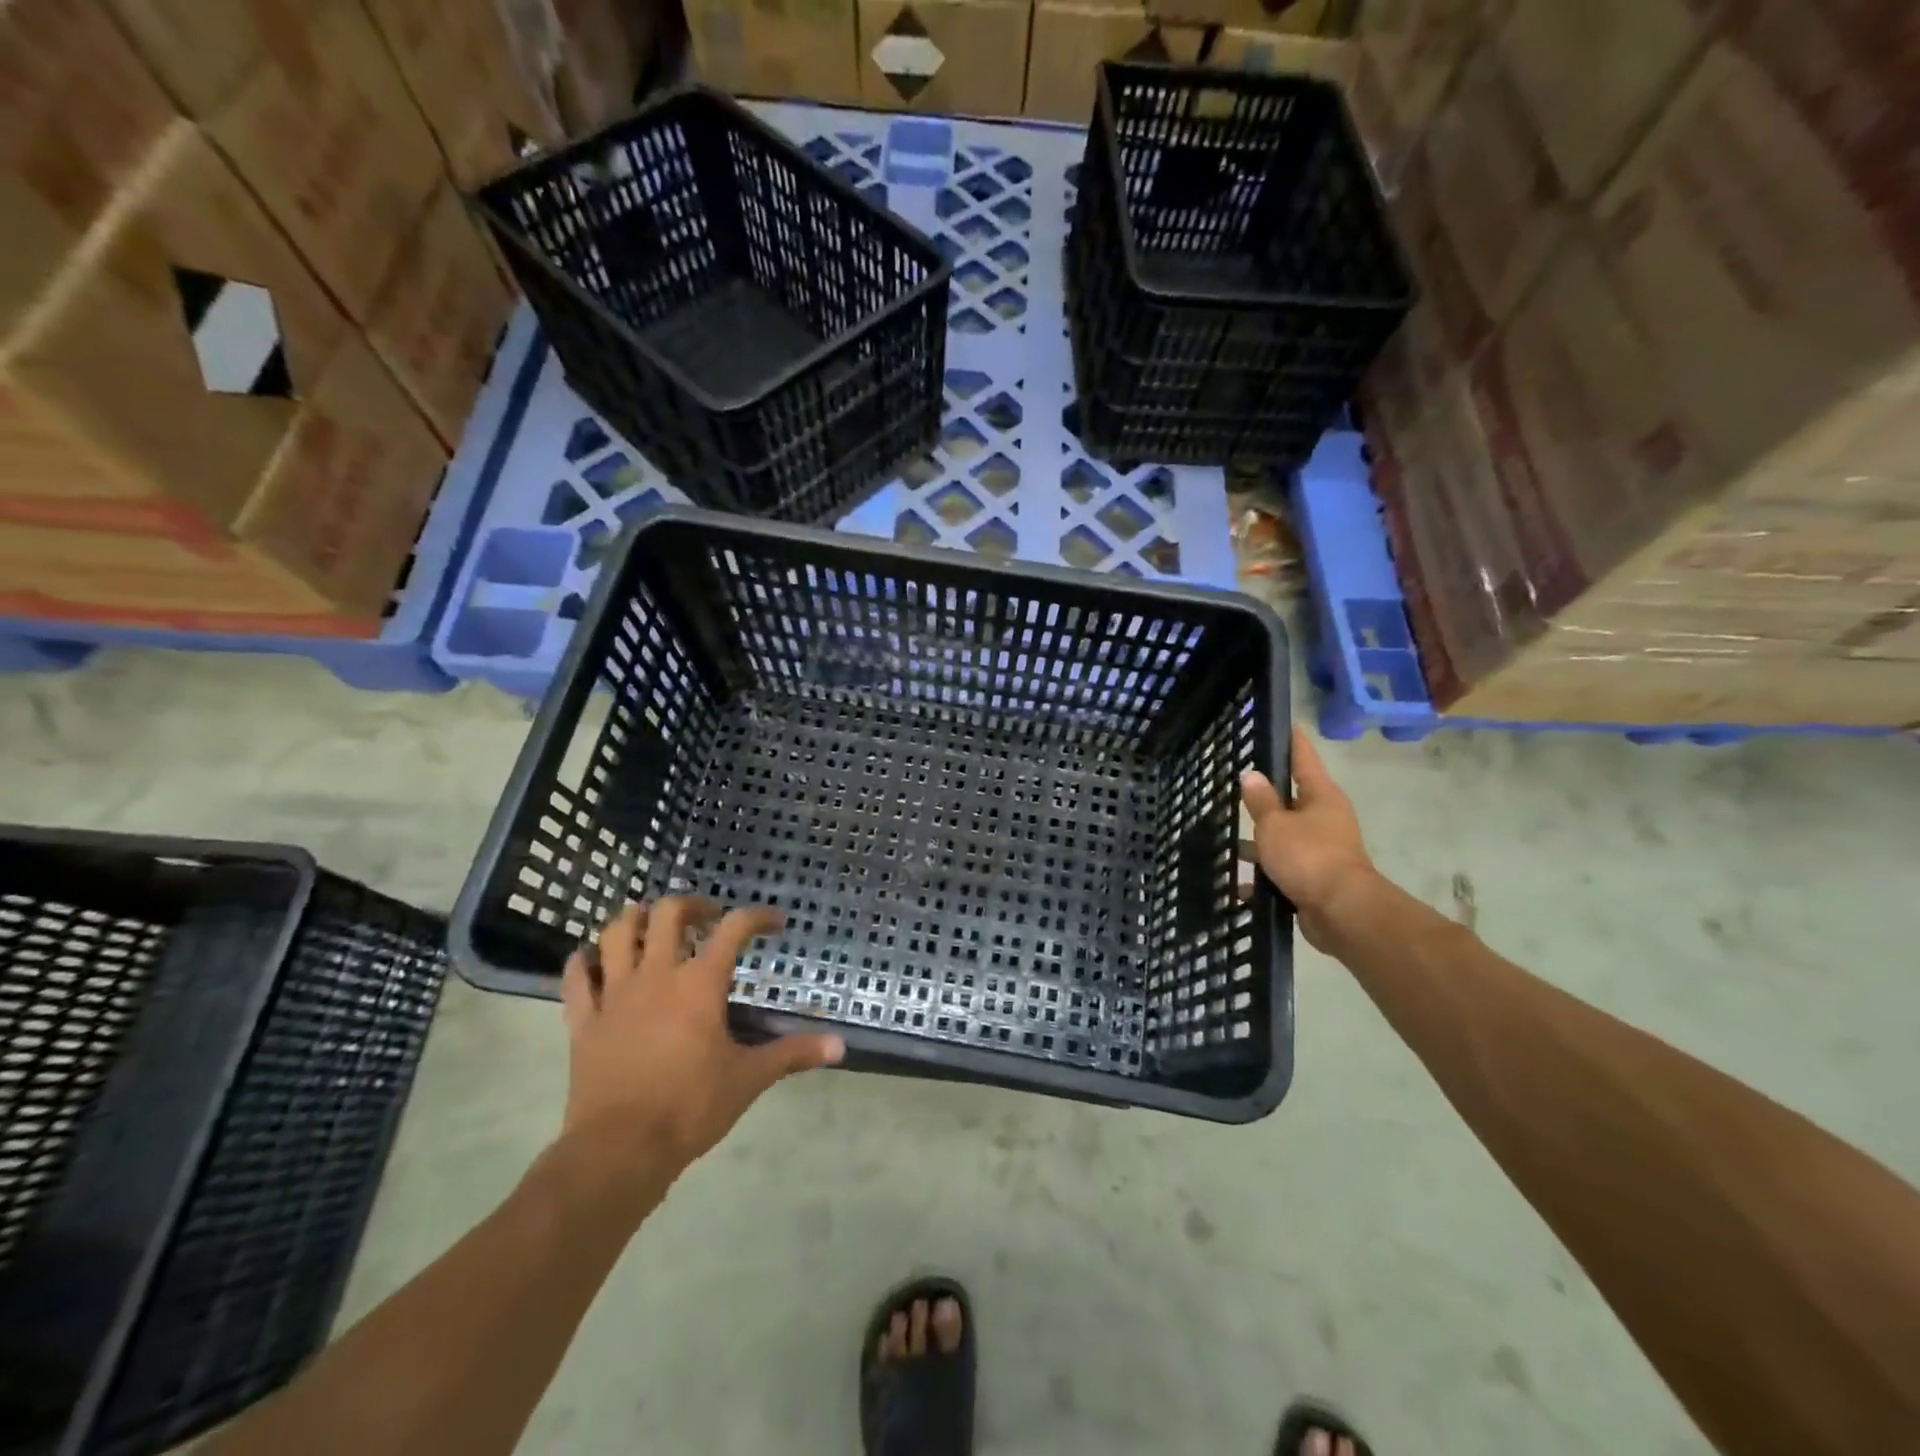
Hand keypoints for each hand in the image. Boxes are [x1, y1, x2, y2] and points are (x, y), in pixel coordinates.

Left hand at [559, 900, 843, 1197]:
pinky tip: (596, 961)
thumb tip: (840, 1046)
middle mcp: (656, 975)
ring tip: (653, 926)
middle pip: (668, 913)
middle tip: (707, 919)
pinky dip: (585, 961)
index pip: (734, 929)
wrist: (620, 1150)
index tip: (774, 923)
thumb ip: (793, 1054)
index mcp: (700, 984)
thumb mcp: (749, 1079)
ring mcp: (614, 994)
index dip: (758, 917)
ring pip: (617, 933)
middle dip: (691, 906)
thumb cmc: (691, 1108)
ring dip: (636, 919)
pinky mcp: (583, 1020)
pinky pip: (576, 977)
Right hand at [1241, 726, 1377, 949]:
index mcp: (1321, 797)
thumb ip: (1260, 801)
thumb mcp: (1274, 825)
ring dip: (1261, 842)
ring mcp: (1322, 849)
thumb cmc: (1308, 856)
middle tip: (1238, 787)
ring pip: (1285, 837)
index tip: (1286, 725)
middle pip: (1292, 800)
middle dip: (1266, 798)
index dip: (1292, 742)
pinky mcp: (1316, 878)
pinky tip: (1240, 885)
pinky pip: (1284, 868)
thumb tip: (1251, 775)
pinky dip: (1265, 875)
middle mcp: (1325, 818)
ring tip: (1229, 841)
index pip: (1304, 758)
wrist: (1341, 912)